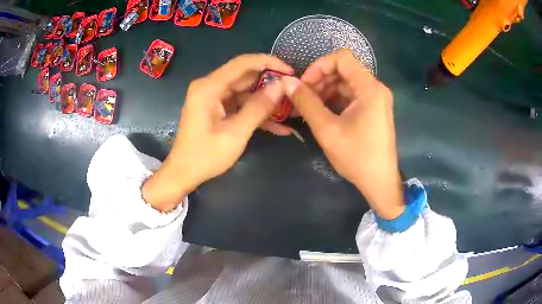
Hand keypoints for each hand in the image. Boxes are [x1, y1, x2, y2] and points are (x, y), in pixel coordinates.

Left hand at [143, 54, 292, 211]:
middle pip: (245, 76)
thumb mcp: (236, 132)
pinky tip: (278, 126)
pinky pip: (239, 104)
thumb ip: (259, 107)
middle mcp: (209, 86)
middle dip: (270, 83)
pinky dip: (255, 113)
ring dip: (266, 101)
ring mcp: (212, 97)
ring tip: (290, 109)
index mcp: (209, 87)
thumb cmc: (206, 155)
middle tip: (293, 91)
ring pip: (245, 91)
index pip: (243, 63)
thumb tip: (281, 85)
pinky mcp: (216, 108)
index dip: (268, 62)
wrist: (183, 173)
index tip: (290, 71)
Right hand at [281, 50, 403, 218]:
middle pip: (343, 69)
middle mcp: (376, 88)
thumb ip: (306, 102)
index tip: (304, 84)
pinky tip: (320, 112)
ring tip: (307, 106)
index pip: (342, 58)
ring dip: (325, 90)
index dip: (319, 65)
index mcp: (369, 88)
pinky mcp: (374, 109)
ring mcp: (376, 99)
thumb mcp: (327, 129)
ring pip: (346, 82)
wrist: (380, 182)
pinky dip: (335, 99)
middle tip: (302, 97)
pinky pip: (351, 95)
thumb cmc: (356, 157)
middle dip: (320, 79)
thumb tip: (286, 82)